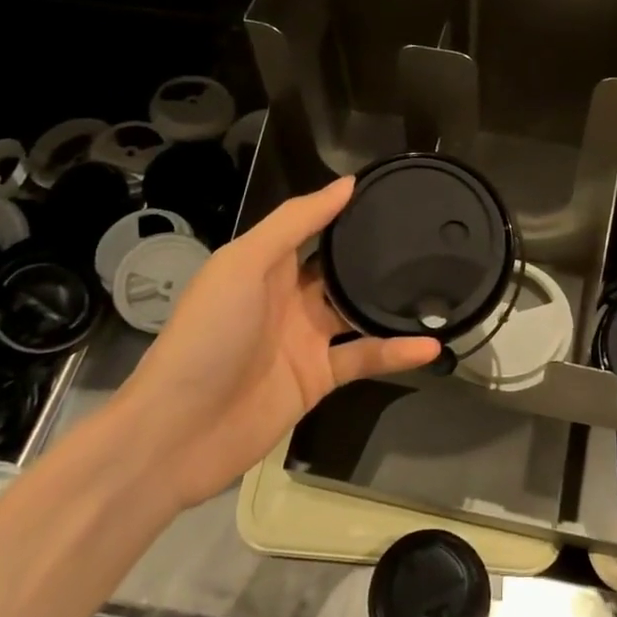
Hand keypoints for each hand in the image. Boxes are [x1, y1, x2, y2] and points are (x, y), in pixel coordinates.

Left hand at [114, 176, 439, 514]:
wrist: (177, 432)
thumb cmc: (209, 334)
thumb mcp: (244, 263)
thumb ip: (295, 222)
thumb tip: (348, 184)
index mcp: (265, 264)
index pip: (312, 226)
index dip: (345, 209)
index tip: (391, 191)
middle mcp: (287, 296)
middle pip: (338, 268)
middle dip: (375, 255)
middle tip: (427, 237)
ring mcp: (304, 339)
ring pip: (356, 312)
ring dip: (391, 303)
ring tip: (439, 286)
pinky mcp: (317, 378)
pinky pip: (363, 357)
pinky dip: (395, 352)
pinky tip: (430, 346)